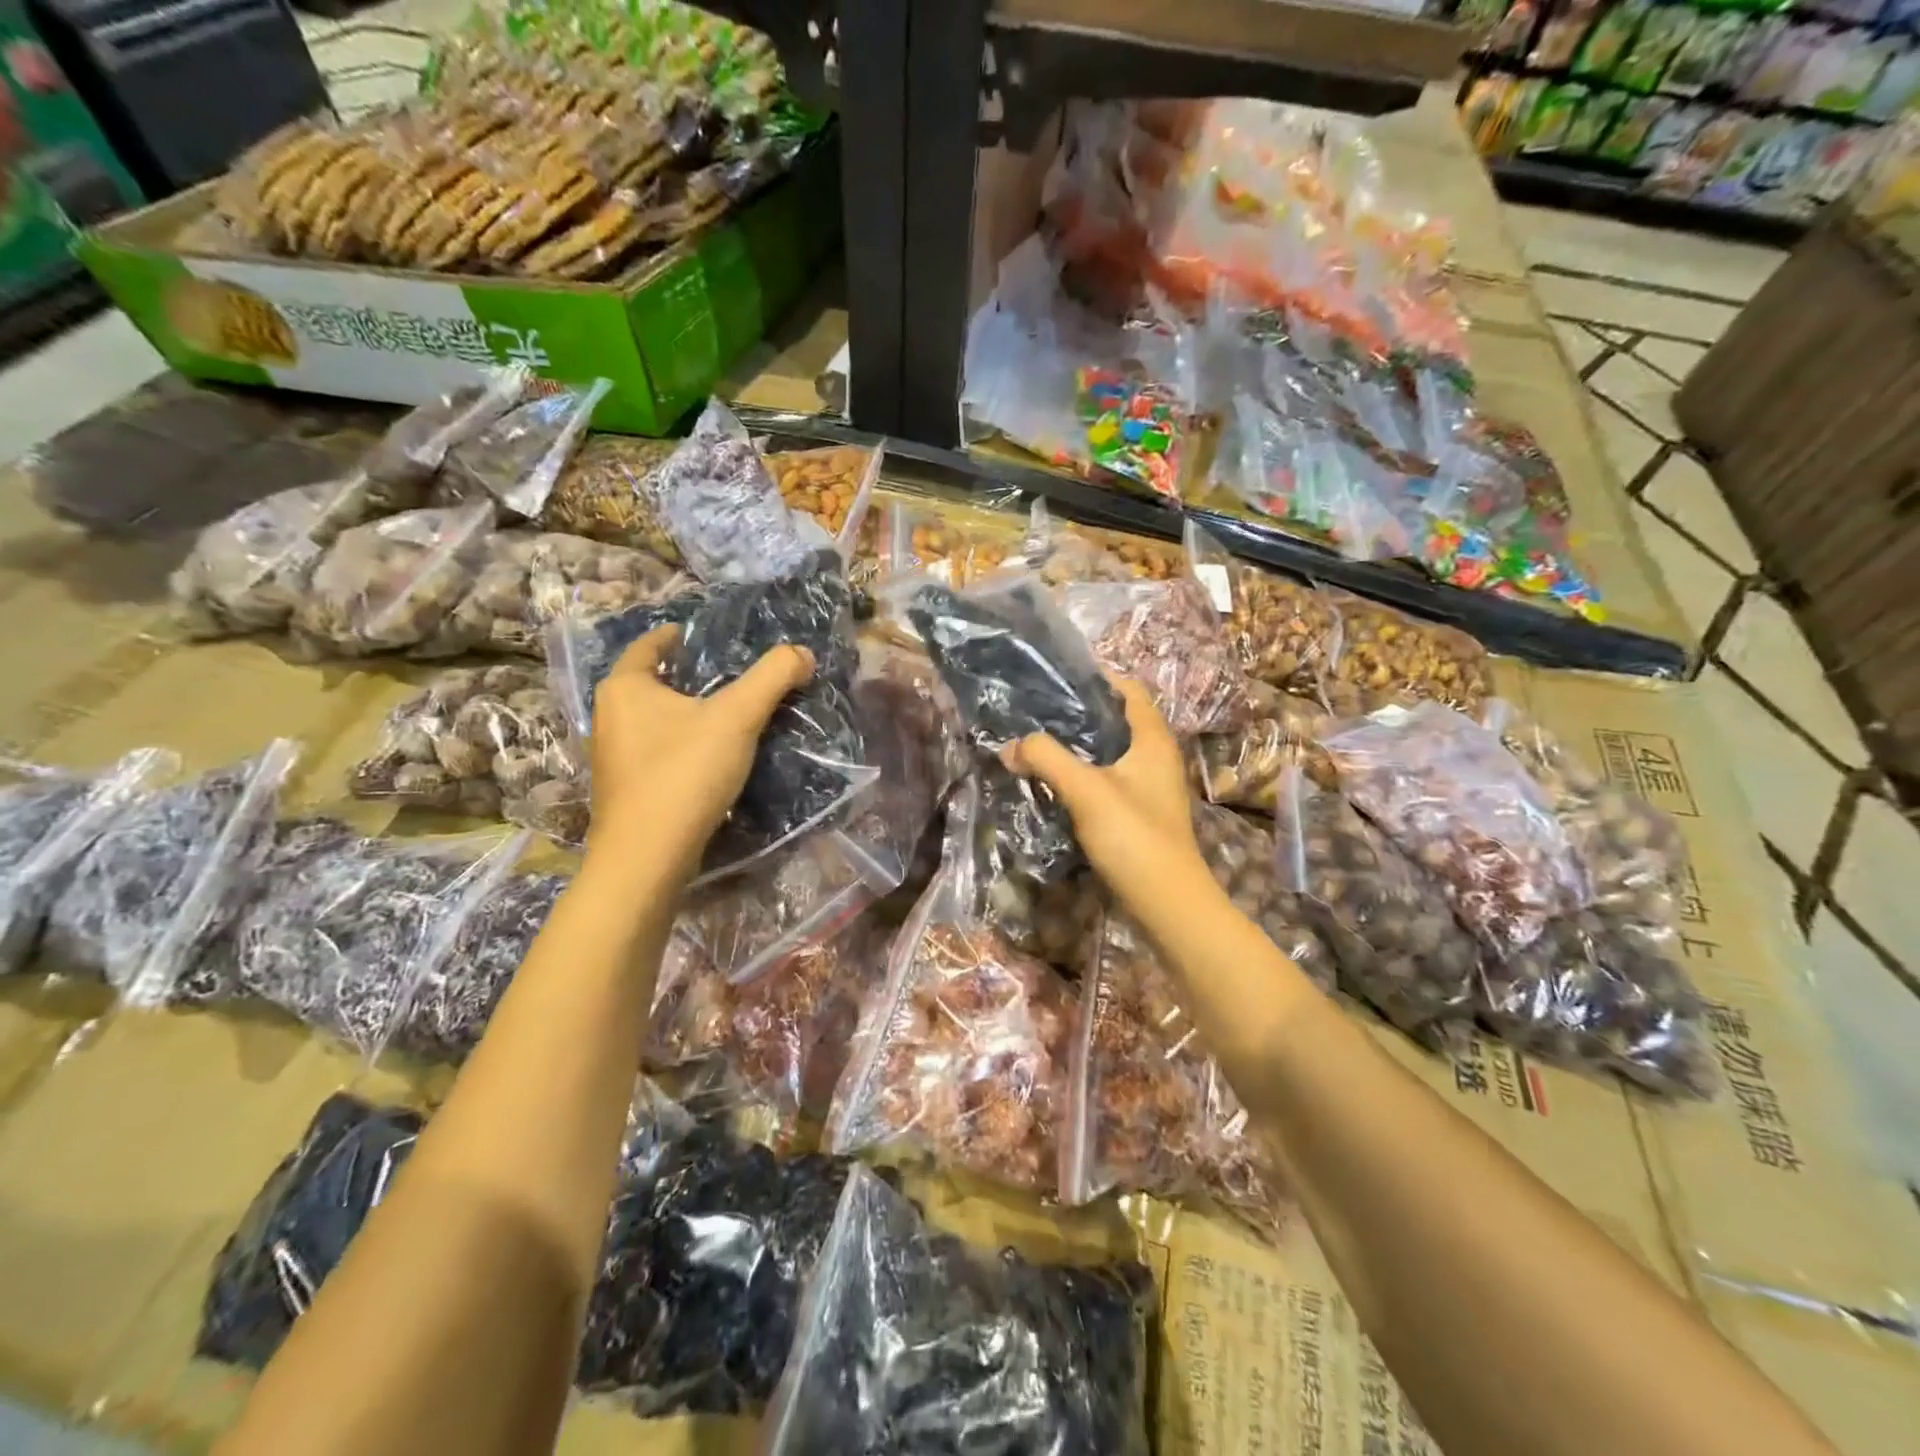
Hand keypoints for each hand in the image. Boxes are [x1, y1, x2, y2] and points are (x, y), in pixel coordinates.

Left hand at [586, 624, 813, 879]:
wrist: (648, 856)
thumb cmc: (684, 773)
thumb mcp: (737, 717)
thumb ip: (772, 678)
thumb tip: (804, 653)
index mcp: (626, 688)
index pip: (648, 646)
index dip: (675, 636)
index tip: (700, 635)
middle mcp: (609, 716)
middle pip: (651, 683)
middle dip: (685, 676)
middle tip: (727, 673)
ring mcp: (614, 757)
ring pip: (654, 720)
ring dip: (685, 714)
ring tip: (726, 714)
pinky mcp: (626, 789)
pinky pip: (658, 751)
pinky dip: (682, 744)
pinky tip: (711, 757)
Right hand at [1001, 677, 1209, 914]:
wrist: (1167, 902)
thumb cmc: (1133, 835)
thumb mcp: (1085, 790)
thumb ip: (1046, 759)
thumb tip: (1010, 745)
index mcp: (1153, 739)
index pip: (1129, 690)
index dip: (1098, 677)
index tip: (1058, 675)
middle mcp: (1156, 757)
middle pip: (1118, 720)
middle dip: (1081, 711)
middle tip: (1038, 709)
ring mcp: (1150, 787)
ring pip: (1112, 752)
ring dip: (1080, 745)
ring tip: (1040, 740)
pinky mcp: (1141, 812)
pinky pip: (1109, 778)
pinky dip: (1084, 772)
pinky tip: (1056, 781)